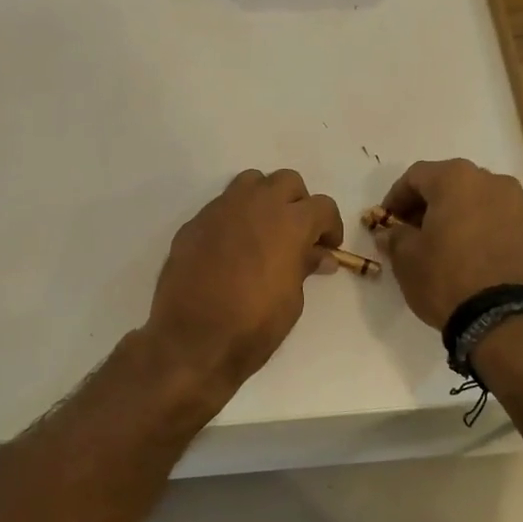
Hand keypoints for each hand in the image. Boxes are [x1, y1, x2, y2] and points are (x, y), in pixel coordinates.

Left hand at [145, 170, 343, 392]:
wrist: (192, 339)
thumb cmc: (253, 325)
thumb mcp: (292, 299)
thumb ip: (305, 267)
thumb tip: (319, 256)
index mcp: (290, 222)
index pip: (322, 206)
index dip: (330, 226)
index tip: (327, 247)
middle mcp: (256, 204)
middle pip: (286, 181)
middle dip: (297, 203)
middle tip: (296, 234)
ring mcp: (221, 209)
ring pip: (250, 182)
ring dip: (263, 199)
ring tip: (263, 231)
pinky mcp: (194, 223)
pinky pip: (221, 207)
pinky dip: (234, 218)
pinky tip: (230, 249)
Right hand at [375, 159, 522, 329]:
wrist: (507, 319)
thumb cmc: (447, 279)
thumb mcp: (406, 259)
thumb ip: (396, 237)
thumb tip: (391, 232)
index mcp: (457, 180)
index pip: (417, 176)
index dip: (397, 197)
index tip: (388, 221)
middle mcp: (495, 183)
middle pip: (454, 185)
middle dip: (433, 205)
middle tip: (418, 233)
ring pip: (485, 204)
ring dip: (465, 218)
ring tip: (454, 248)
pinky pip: (509, 226)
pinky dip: (492, 235)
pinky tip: (483, 261)